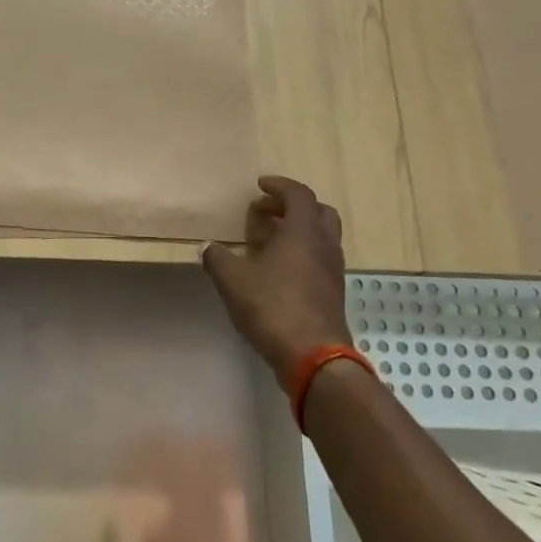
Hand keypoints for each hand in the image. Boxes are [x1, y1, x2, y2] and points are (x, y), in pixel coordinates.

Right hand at [201, 175, 353, 374]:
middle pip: (319, 211)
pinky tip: (279, 269)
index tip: (260, 186)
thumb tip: (207, 247)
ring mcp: (332, 270)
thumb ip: (218, 258)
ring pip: (322, 237)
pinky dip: (302, 253)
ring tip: (270, 240)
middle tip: (267, 211)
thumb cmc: (272, 307)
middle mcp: (324, 245)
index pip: (299, 195)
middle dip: (293, 206)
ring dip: (299, 230)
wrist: (312, 355)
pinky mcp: (333, 292)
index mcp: (302, 232)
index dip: (279, 186)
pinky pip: (320, 259)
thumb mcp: (233, 280)